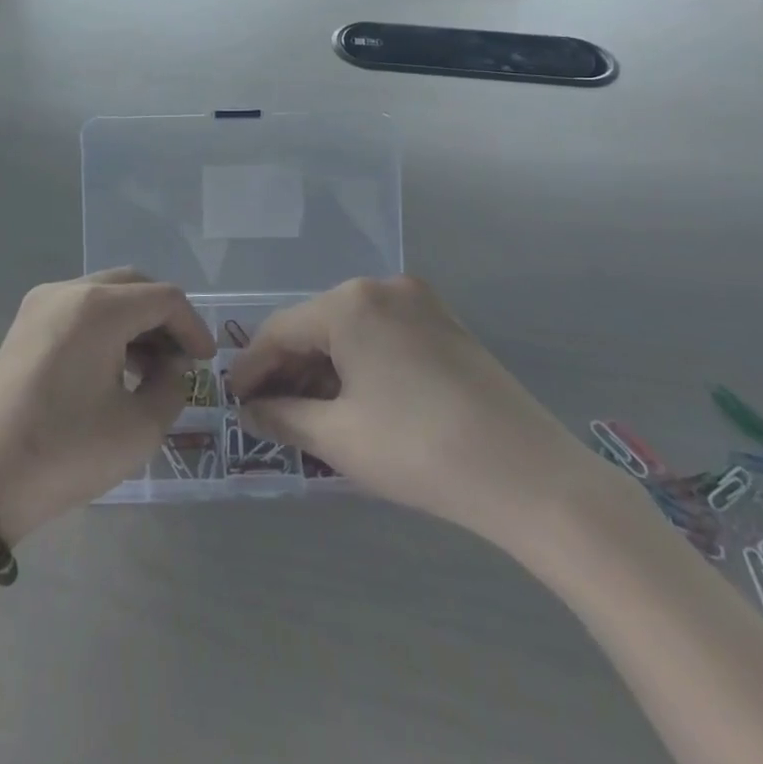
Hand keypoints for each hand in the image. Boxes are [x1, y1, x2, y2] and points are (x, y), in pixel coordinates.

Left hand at [0, 269, 213, 542]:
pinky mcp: (23, 326)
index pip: (164, 298)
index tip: (207, 363)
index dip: (193, 327)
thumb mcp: (137, 429)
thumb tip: (172, 367)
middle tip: (182, 360)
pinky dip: (106, 329)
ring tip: (152, 371)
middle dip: (165, 318)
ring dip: (135, 323)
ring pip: (105, 296)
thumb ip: (171, 388)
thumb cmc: (64, 452)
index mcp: (98, 307)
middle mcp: (68, 290)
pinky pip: (79, 311)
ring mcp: (40, 305)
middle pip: (133, 286)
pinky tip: (114, 369)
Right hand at [226, 276, 598, 551]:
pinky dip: (360, 362)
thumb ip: (282, 417)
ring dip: (324, 366)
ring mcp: (419, 301)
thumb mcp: (337, 437)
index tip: (233, 399)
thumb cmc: (418, 450)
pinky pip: (383, 334)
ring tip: (307, 411)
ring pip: (350, 329)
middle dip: (288, 368)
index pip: (280, 330)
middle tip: (267, 410)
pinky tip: (353, 398)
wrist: (529, 476)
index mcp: (349, 302)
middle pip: (316, 325)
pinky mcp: (445, 323)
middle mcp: (382, 286)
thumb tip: (248, 412)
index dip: (252, 367)